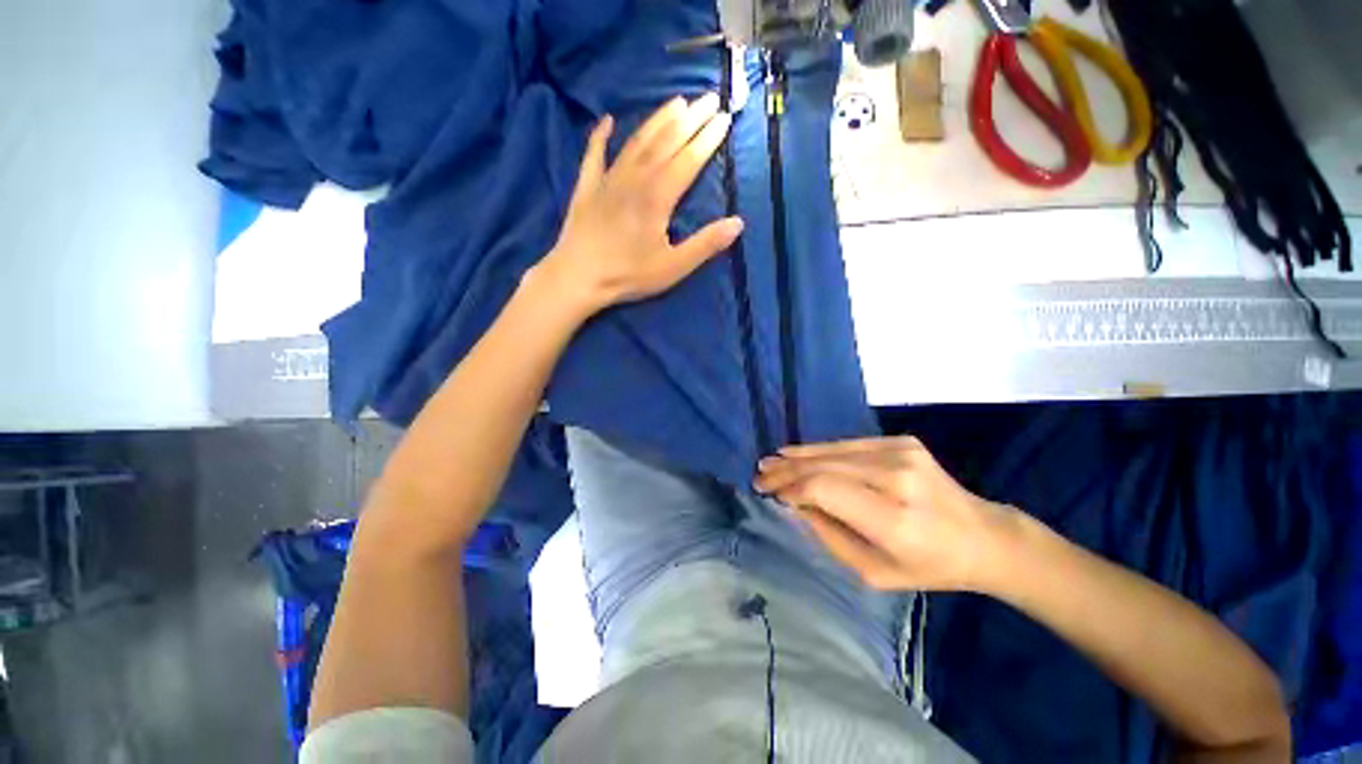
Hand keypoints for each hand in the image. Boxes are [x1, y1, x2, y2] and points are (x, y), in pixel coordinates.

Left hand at [536, 94, 744, 317]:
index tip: (725, 118)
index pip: (689, 159)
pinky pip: (594, 154)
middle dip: (691, 118)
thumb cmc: (628, 275)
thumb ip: (705, 244)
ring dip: (658, 119)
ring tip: (676, 101)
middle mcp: (635, 178)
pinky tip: (607, 121)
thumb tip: (738, 223)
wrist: (577, 277)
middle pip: (666, 141)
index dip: (708, 138)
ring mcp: (608, 179)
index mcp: (658, 196)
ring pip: (637, 141)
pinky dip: (600, 136)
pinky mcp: (587, 187)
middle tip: (709, 97)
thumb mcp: (674, 267)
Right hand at [754, 436, 1022, 592]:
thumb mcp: (874, 572)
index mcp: (893, 519)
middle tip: (759, 475)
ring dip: (797, 456)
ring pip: (832, 450)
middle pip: (824, 465)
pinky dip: (820, 450)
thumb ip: (829, 536)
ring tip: (771, 461)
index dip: (791, 488)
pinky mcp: (901, 441)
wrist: (982, 536)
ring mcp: (900, 453)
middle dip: (786, 470)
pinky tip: (798, 452)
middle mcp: (896, 477)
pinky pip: (848, 444)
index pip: (825, 489)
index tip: (769, 493)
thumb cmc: (929, 565)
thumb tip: (795, 504)